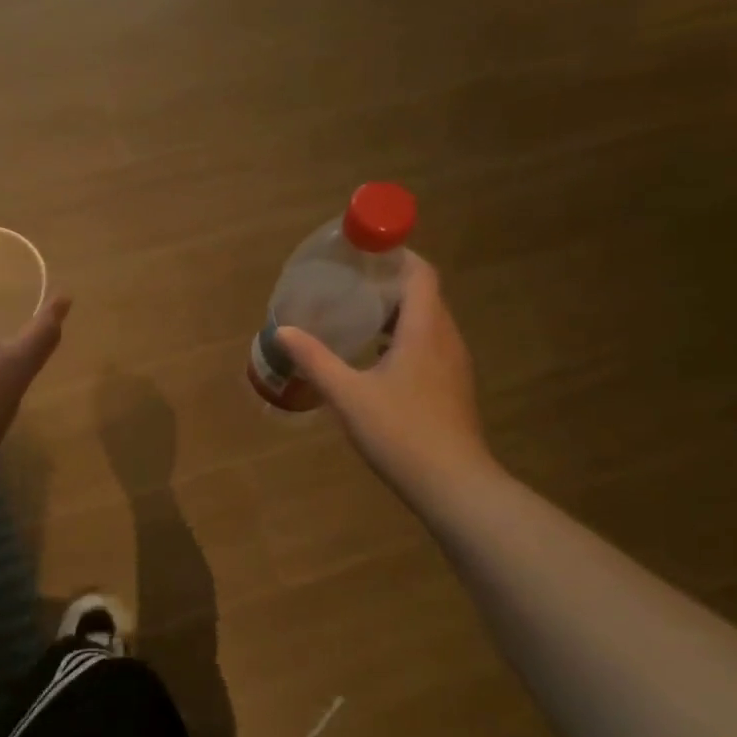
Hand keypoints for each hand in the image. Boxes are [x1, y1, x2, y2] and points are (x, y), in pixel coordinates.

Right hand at [275, 253, 491, 492]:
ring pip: (427, 321)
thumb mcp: (348, 394)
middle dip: (388, 282)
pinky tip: (375, 358)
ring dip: (396, 312)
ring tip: (357, 315)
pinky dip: (404, 337)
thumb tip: (282, 331)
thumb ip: (315, 359)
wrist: (453, 484)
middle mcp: (445, 338)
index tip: (363, 252)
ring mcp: (453, 364)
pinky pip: (429, 345)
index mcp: (424, 329)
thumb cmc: (401, 432)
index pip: (420, 273)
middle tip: (348, 282)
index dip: (396, 255)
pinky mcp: (452, 387)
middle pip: (424, 294)